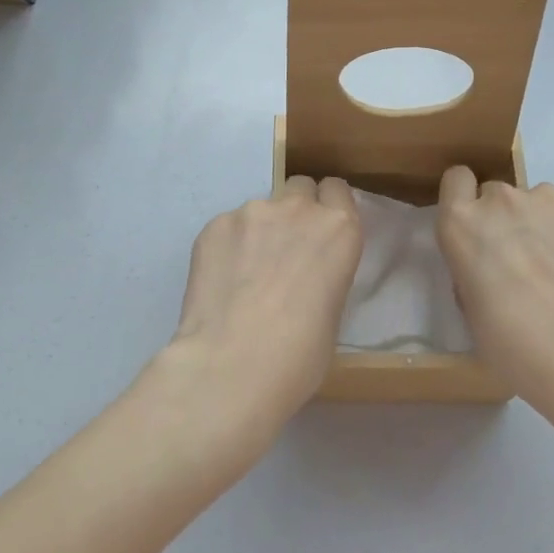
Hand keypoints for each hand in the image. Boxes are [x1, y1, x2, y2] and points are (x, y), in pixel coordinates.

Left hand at [164, 177, 362, 445]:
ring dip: (258, 232)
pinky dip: (227, 248)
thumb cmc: (300, 355)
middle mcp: (298, 209)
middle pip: (299, 187)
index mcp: (339, 229)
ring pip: (259, 210)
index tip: (320, 233)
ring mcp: (252, 212)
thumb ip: (324, 273)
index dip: (328, 208)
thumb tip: (304, 276)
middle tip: (284, 251)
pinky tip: (221, 284)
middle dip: (295, 210)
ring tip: (243, 277)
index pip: (337, 190)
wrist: (232, 366)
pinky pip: (227, 228)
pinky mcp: (214, 225)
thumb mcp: (333, 311)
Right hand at [435, 168, 553, 417]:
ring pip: (543, 203)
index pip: (457, 179)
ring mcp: (549, 197)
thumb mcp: (469, 304)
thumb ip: (472, 266)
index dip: (468, 198)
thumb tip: (490, 262)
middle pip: (500, 194)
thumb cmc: (510, 344)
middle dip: (509, 219)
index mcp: (461, 222)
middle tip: (525, 260)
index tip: (479, 224)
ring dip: (547, 225)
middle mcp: (501, 198)